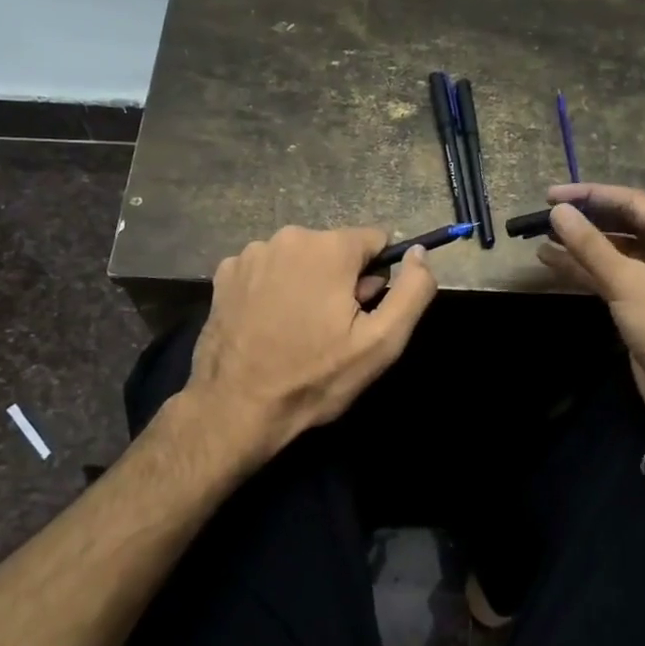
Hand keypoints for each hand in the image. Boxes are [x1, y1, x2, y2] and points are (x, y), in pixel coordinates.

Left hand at [186, 225, 438, 464]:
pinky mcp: (225, 273)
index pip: (375, 240)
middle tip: (330, 330)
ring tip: (296, 332)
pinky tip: (267, 326)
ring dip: (306, 285)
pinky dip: (273, 290)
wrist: (236, 408)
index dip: (376, 278)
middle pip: (336, 249)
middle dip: (341, 281)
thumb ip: (413, 291)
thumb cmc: (315, 377)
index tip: (361, 312)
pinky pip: (268, 270)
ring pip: (300, 259)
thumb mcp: (382, 343)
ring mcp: (251, 253)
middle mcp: (288, 237)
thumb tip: (419, 253)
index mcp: (329, 247)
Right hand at [537, 183, 644, 426]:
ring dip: (579, 247)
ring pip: (613, 252)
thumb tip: (558, 212)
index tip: (551, 195)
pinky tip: (552, 262)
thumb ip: (590, 245)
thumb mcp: (628, 282)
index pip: (632, 202)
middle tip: (544, 215)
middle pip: (622, 225)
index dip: (590, 196)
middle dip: (584, 221)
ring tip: (541, 237)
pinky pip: (610, 276)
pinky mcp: (643, 302)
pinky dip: (584, 270)